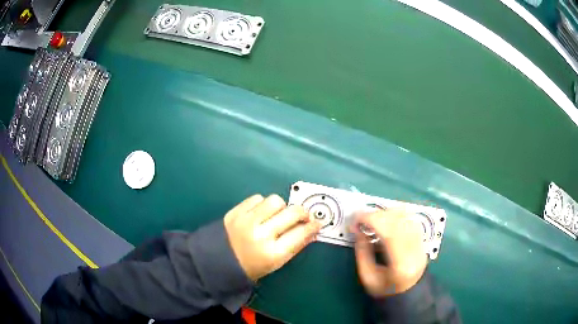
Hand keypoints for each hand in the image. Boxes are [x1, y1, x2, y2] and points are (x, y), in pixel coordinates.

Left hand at [224, 194, 321, 281]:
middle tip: (302, 215)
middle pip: (292, 213)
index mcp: (272, 253)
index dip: (312, 226)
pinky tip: (260, 213)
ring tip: (277, 214)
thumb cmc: (251, 266)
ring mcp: (246, 221)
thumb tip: (311, 230)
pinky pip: (256, 198)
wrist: (218, 261)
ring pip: (275, 200)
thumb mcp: (276, 263)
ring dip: (281, 207)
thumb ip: (295, 246)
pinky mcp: (235, 212)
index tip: (317, 222)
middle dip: (302, 212)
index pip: (300, 234)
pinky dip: (262, 204)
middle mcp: (261, 235)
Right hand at [353, 210, 427, 296]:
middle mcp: (415, 250)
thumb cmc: (385, 289)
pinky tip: (386, 218)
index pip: (389, 233)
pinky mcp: (422, 238)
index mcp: (401, 264)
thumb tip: (357, 229)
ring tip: (373, 218)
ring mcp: (421, 242)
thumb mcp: (368, 277)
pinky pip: (410, 218)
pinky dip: (396, 214)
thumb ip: (362, 253)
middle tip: (361, 218)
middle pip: (398, 221)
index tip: (356, 219)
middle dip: (377, 215)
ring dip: (387, 212)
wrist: (408, 293)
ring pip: (406, 216)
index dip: (372, 220)